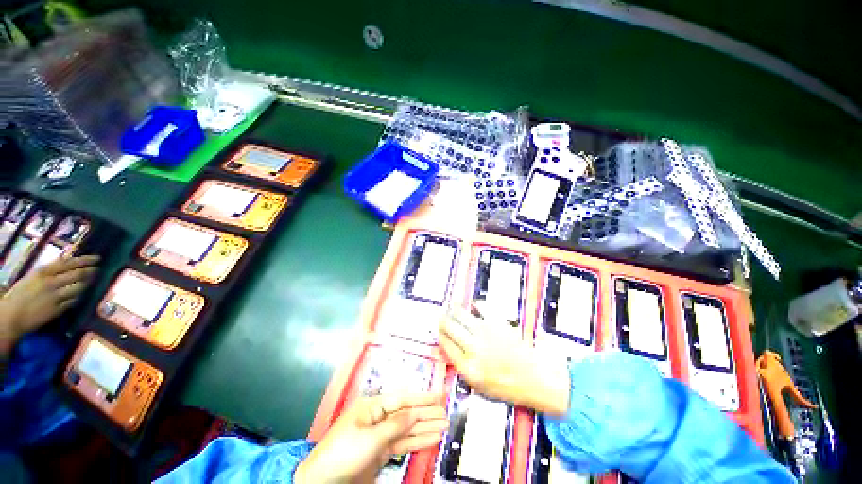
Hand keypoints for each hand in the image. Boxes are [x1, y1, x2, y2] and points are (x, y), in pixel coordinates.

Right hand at [0, 255, 98, 356]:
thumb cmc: (19, 295)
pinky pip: (74, 301)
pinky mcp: (57, 309)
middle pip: (78, 274)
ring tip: (93, 280)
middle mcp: (51, 282)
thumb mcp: (33, 277)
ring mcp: (55, 296)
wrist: (11, 316)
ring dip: (87, 283)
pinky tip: (81, 294)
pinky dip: (79, 296)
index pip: (69, 263)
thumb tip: (65, 263)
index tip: (97, 258)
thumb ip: (49, 271)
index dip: (85, 260)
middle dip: (91, 271)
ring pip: (79, 287)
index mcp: (43, 272)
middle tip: (99, 269)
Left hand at [295, 392, 447, 483]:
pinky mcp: (381, 451)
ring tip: (444, 426)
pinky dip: (417, 442)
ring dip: (425, 428)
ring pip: (407, 429)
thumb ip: (395, 425)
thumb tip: (415, 413)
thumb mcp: (370, 438)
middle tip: (446, 413)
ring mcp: (380, 435)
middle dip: (426, 414)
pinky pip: (403, 443)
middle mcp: (379, 418)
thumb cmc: (344, 453)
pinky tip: (431, 439)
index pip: (402, 400)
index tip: (439, 395)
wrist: (322, 481)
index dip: (422, 398)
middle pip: (407, 414)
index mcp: (373, 407)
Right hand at [438, 306, 569, 415]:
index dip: (440, 335)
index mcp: (468, 368)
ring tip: (452, 307)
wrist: (538, 380)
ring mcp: (486, 333)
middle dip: (443, 320)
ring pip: (462, 315)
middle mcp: (474, 348)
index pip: (446, 345)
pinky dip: (476, 304)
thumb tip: (450, 349)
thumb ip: (463, 368)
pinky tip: (474, 305)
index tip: (439, 330)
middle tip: (442, 316)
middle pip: (450, 327)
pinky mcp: (499, 323)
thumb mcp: (480, 387)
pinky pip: (482, 307)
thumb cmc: (509, 386)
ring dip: (454, 310)